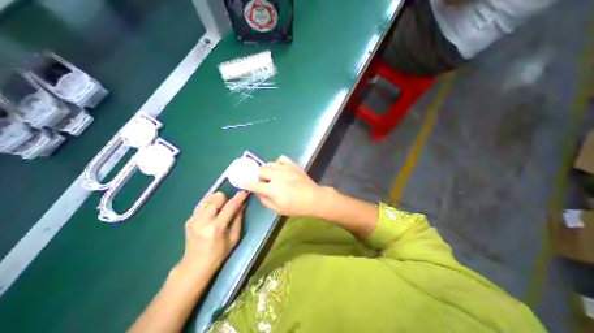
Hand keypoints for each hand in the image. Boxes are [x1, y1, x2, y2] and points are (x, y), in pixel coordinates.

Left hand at [179, 190, 248, 277]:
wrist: (194, 266)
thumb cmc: (218, 254)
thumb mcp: (234, 238)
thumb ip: (238, 219)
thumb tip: (242, 204)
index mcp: (216, 227)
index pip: (230, 206)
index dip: (239, 197)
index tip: (245, 192)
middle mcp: (203, 220)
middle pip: (217, 197)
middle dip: (226, 199)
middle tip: (229, 206)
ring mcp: (193, 219)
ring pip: (209, 198)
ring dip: (217, 201)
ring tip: (220, 209)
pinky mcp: (189, 219)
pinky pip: (202, 204)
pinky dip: (210, 205)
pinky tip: (212, 213)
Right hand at [243, 156, 322, 218]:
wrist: (313, 198)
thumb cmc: (295, 207)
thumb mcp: (278, 209)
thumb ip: (265, 201)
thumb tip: (257, 193)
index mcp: (272, 189)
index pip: (254, 184)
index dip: (246, 183)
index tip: (243, 182)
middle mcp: (276, 176)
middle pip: (260, 170)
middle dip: (258, 175)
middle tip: (262, 180)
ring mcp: (285, 168)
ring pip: (269, 163)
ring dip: (266, 169)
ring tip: (270, 174)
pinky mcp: (292, 164)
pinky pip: (281, 158)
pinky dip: (277, 163)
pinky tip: (279, 168)